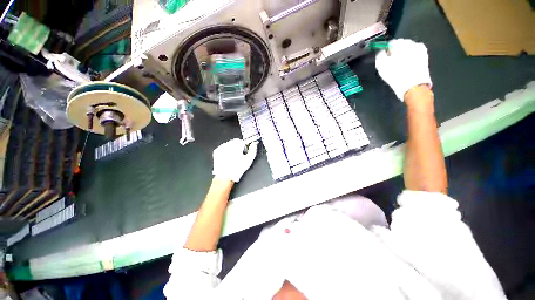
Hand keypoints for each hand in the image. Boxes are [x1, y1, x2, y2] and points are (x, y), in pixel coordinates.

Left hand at [212, 139, 258, 181]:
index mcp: (236, 145)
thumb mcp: (249, 160)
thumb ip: (253, 150)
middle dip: (238, 147)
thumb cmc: (236, 169)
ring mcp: (222, 148)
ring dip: (231, 149)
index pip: (242, 141)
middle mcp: (228, 145)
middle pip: (235, 142)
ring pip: (229, 145)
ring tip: (233, 158)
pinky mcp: (217, 151)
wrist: (225, 176)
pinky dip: (225, 152)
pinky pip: (223, 148)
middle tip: (239, 156)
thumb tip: (254, 144)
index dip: (244, 147)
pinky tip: (228, 159)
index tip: (244, 152)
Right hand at [375, 39, 431, 100]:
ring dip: (402, 56)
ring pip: (407, 51)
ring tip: (398, 67)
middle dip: (395, 53)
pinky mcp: (424, 58)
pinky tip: (405, 68)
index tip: (383, 58)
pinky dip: (409, 60)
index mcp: (402, 43)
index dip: (385, 51)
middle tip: (390, 64)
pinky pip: (413, 56)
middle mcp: (413, 43)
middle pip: (400, 45)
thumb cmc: (396, 76)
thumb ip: (379, 55)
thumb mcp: (381, 65)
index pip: (390, 43)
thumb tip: (380, 51)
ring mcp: (421, 50)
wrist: (413, 87)